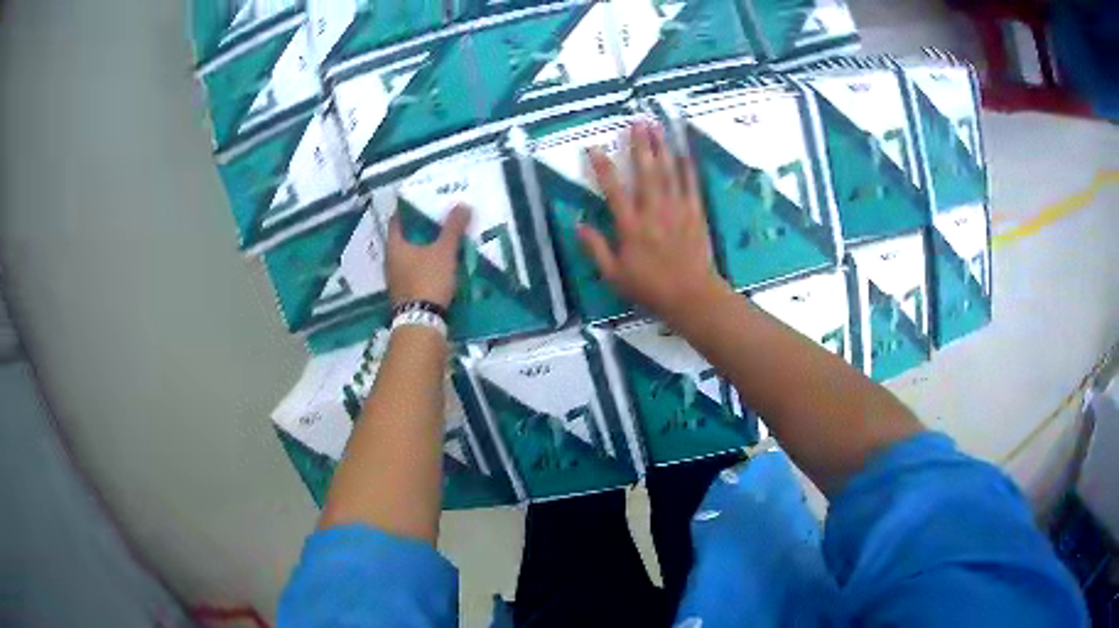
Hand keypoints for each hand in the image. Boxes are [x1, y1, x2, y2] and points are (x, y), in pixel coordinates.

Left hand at [387, 203, 471, 308]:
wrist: (422, 322)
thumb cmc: (428, 280)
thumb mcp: (444, 251)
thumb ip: (453, 228)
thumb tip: (463, 205)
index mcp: (394, 246)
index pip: (397, 219)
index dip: (410, 208)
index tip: (425, 201)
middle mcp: (391, 261)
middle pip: (405, 238)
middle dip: (422, 229)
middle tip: (440, 219)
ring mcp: (397, 279)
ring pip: (411, 257)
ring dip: (425, 249)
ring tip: (444, 240)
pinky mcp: (406, 294)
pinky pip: (416, 273)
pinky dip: (427, 266)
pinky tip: (442, 265)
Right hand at [579, 120, 727, 322]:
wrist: (692, 296)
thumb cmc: (650, 288)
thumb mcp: (615, 276)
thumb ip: (596, 249)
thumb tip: (578, 226)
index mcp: (631, 227)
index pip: (613, 190)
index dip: (602, 167)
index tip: (593, 147)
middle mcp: (653, 212)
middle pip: (646, 172)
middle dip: (640, 145)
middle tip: (636, 122)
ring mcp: (677, 210)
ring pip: (668, 173)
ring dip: (662, 148)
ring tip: (657, 127)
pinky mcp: (695, 213)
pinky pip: (690, 184)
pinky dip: (687, 166)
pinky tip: (683, 150)